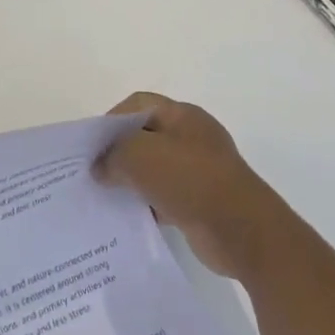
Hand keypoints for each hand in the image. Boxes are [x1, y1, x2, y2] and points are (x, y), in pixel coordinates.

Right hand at [94, 93, 291, 279]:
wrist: (243, 231)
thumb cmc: (191, 180)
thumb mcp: (142, 157)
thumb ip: (114, 155)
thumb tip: (99, 167)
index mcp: (182, 115)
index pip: (139, 104)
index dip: (112, 120)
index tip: (92, 145)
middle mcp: (191, 137)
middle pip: (146, 135)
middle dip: (119, 152)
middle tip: (93, 172)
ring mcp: (199, 169)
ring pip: (155, 168)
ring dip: (132, 181)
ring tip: (104, 196)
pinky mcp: (201, 201)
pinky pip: (165, 196)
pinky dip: (147, 203)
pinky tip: (129, 217)